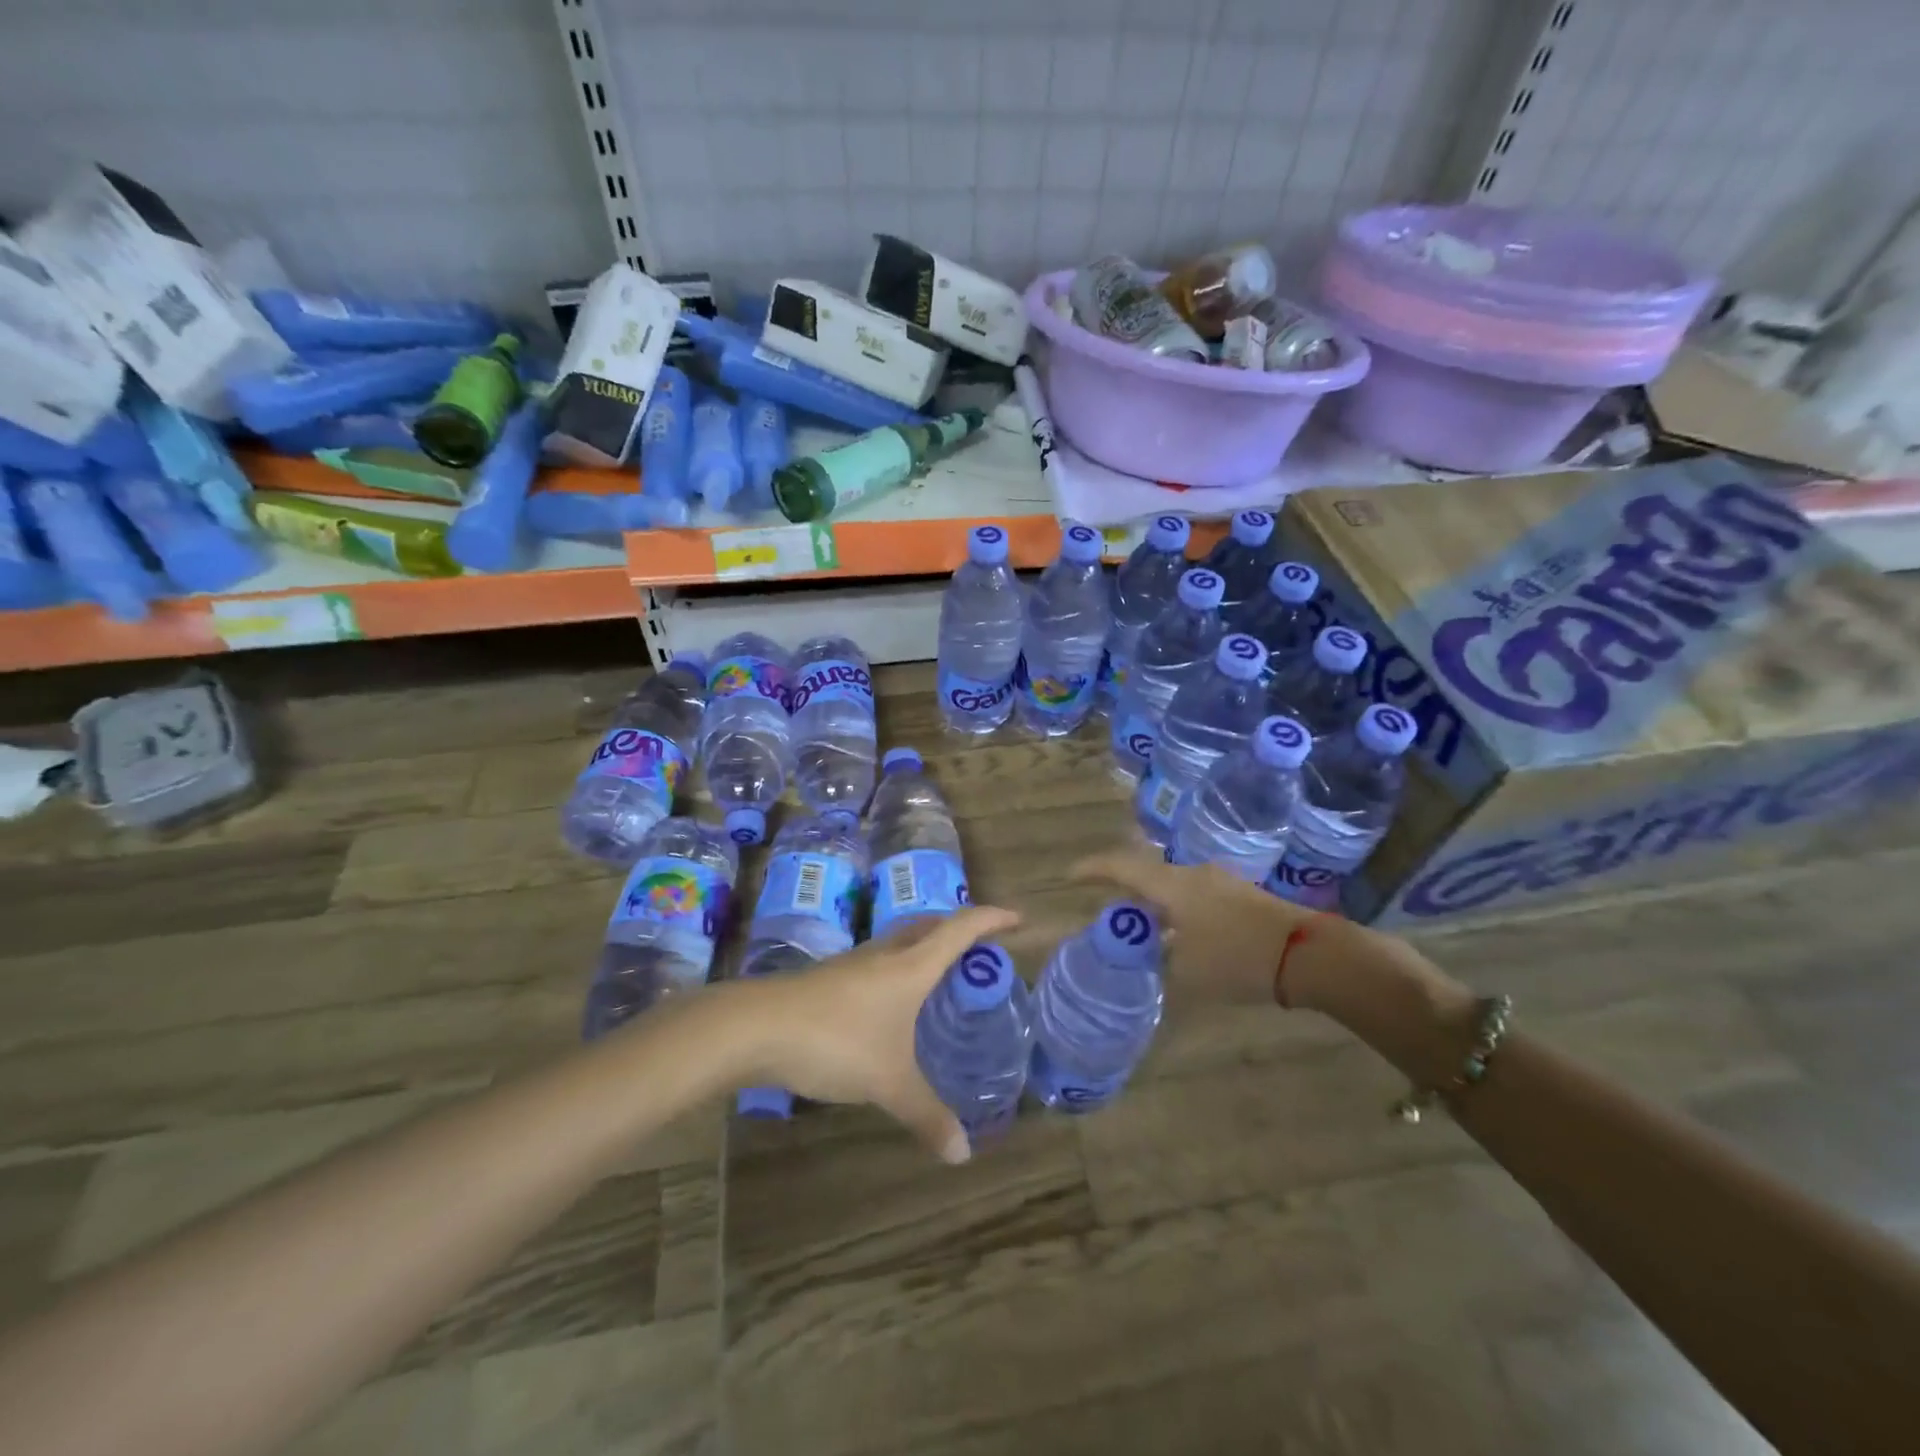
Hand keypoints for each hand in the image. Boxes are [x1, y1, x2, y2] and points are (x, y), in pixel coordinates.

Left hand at [734, 905, 1021, 1164]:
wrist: (756, 1027)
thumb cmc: (836, 1041)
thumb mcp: (888, 1082)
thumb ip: (925, 1115)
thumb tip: (962, 1153)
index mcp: (911, 965)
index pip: (961, 929)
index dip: (992, 919)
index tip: (1018, 919)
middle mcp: (886, 954)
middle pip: (931, 925)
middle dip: (959, 929)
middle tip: (981, 950)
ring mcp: (854, 962)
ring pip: (901, 941)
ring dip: (926, 946)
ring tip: (941, 975)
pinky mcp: (830, 977)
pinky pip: (879, 961)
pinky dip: (899, 968)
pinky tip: (892, 1001)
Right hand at [1071, 850, 1322, 1005]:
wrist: (1308, 954)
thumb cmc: (1237, 958)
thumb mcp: (1187, 970)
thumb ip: (1159, 958)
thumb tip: (1150, 952)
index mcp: (1172, 885)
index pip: (1121, 866)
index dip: (1092, 868)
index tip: (1069, 874)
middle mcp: (1192, 874)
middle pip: (1147, 874)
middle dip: (1124, 891)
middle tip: (1109, 912)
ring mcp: (1219, 881)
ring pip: (1173, 886)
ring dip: (1154, 904)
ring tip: (1144, 930)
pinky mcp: (1240, 895)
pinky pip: (1194, 896)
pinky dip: (1178, 911)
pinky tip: (1181, 936)